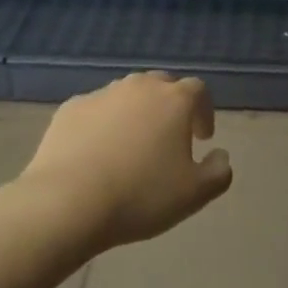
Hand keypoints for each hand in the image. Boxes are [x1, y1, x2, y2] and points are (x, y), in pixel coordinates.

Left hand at [21, 72, 231, 253]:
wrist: (66, 202)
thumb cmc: (140, 195)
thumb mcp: (194, 194)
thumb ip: (218, 172)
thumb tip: (221, 155)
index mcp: (174, 100)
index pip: (198, 90)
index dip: (204, 111)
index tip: (202, 137)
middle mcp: (139, 87)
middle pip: (162, 85)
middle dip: (170, 105)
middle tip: (170, 136)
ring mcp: (102, 95)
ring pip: (127, 95)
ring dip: (136, 112)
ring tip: (132, 144)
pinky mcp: (70, 109)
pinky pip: (96, 110)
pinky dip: (103, 123)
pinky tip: (98, 151)